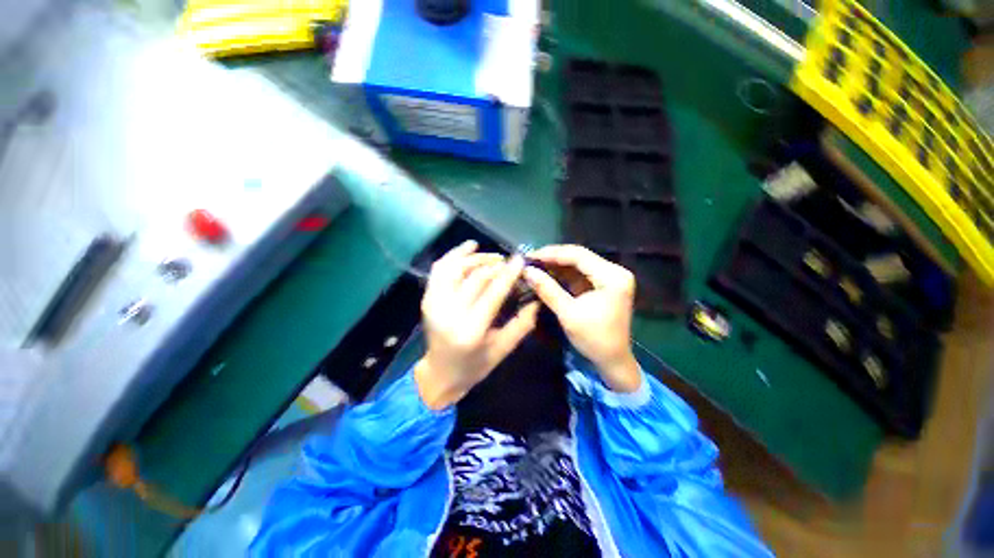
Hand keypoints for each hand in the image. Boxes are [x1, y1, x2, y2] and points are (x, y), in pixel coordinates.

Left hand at [415, 241, 539, 409]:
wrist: (440, 374)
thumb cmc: (475, 366)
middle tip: (509, 263)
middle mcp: (449, 313)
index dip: (508, 273)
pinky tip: (469, 249)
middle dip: (495, 265)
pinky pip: (440, 269)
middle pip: (475, 277)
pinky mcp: (427, 298)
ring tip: (492, 256)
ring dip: (475, 257)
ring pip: (455, 267)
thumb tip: (536, 298)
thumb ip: (522, 324)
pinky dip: (454, 255)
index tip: (520, 260)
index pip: (493, 292)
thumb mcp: (503, 349)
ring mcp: (434, 304)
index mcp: (471, 330)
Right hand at [523, 245, 640, 392]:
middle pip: (579, 257)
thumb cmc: (594, 339)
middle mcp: (614, 271)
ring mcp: (609, 278)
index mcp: (612, 276)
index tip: (529, 256)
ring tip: (534, 267)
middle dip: (552, 258)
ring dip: (556, 266)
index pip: (578, 255)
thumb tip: (526, 271)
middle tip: (529, 261)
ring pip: (577, 264)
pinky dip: (562, 275)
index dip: (552, 254)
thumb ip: (547, 290)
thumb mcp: (568, 314)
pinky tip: (547, 275)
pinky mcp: (602, 285)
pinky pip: (579, 274)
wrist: (612, 361)